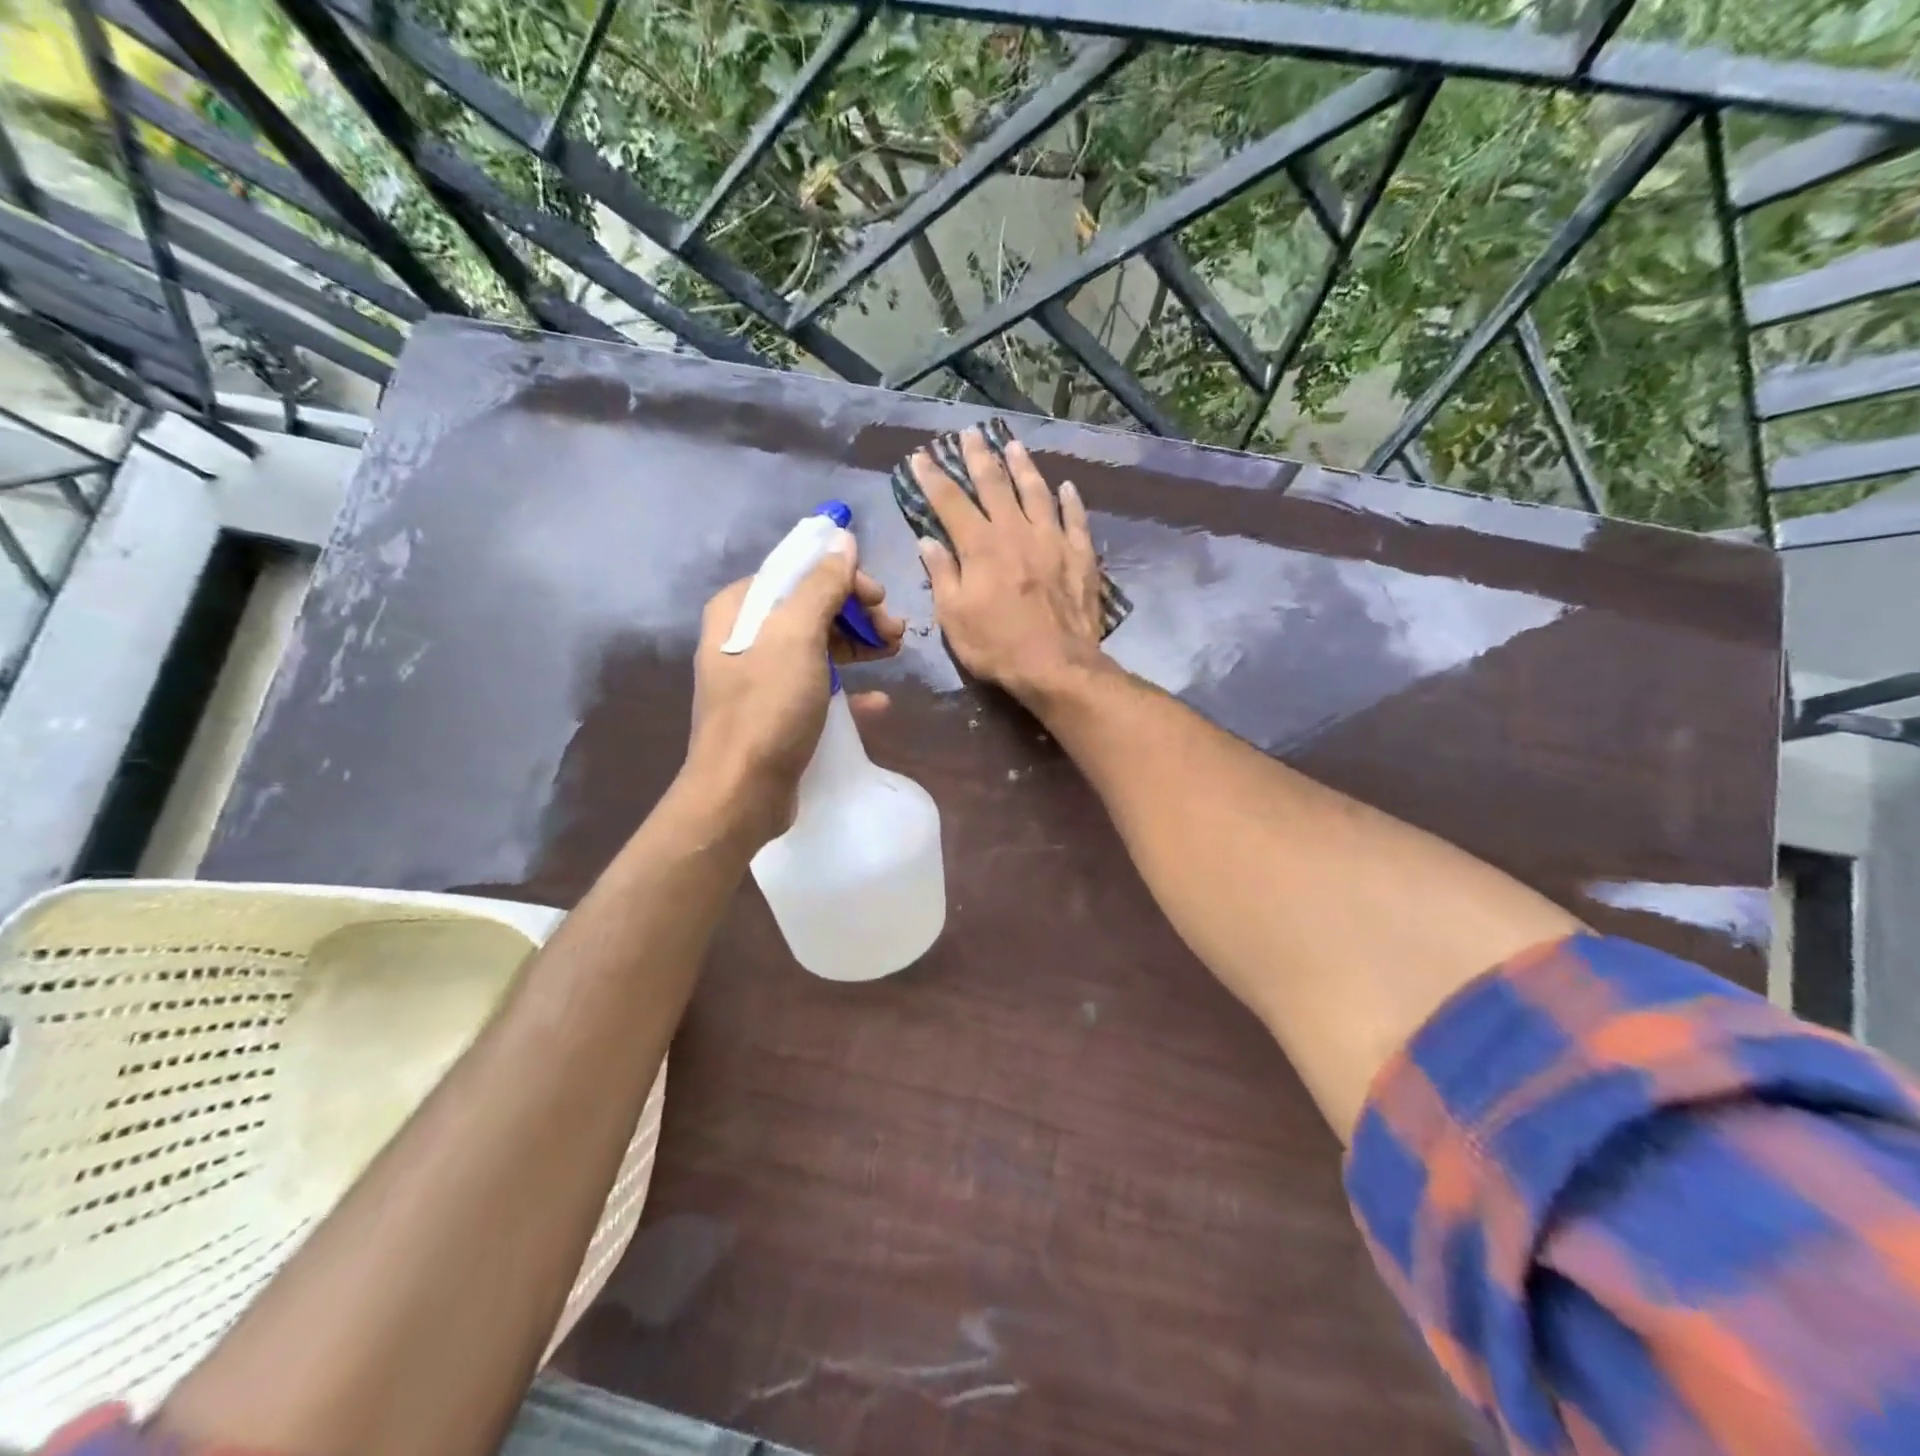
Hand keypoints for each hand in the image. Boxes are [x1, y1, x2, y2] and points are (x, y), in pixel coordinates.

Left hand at [683, 532, 901, 843]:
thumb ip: (820, 584)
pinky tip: (878, 700)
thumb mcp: (797, 637)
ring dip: (860, 645)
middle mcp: (747, 636)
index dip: (843, 578)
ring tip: (896, 652)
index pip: (798, 572)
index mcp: (741, 608)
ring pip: (819, 646)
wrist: (741, 792)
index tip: (879, 598)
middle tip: (896, 631)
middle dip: (858, 614)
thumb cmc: (768, 708)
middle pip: (812, 607)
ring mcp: (761, 676)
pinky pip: (819, 685)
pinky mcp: (777, 711)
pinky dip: (849, 686)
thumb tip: (841, 538)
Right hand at [910, 426, 1104, 702]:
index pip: (950, 501)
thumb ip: (942, 574)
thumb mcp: (953, 617)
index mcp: (979, 545)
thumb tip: (928, 541)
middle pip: (994, 484)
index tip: (921, 456)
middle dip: (978, 456)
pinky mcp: (1080, 554)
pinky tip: (1066, 487)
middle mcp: (1015, 531)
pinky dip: (1070, 500)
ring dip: (1023, 466)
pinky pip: (1075, 518)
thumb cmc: (996, 646)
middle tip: (969, 434)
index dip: (933, 477)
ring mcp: (1052, 539)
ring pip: (1036, 491)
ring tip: (1014, 446)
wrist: (1056, 665)